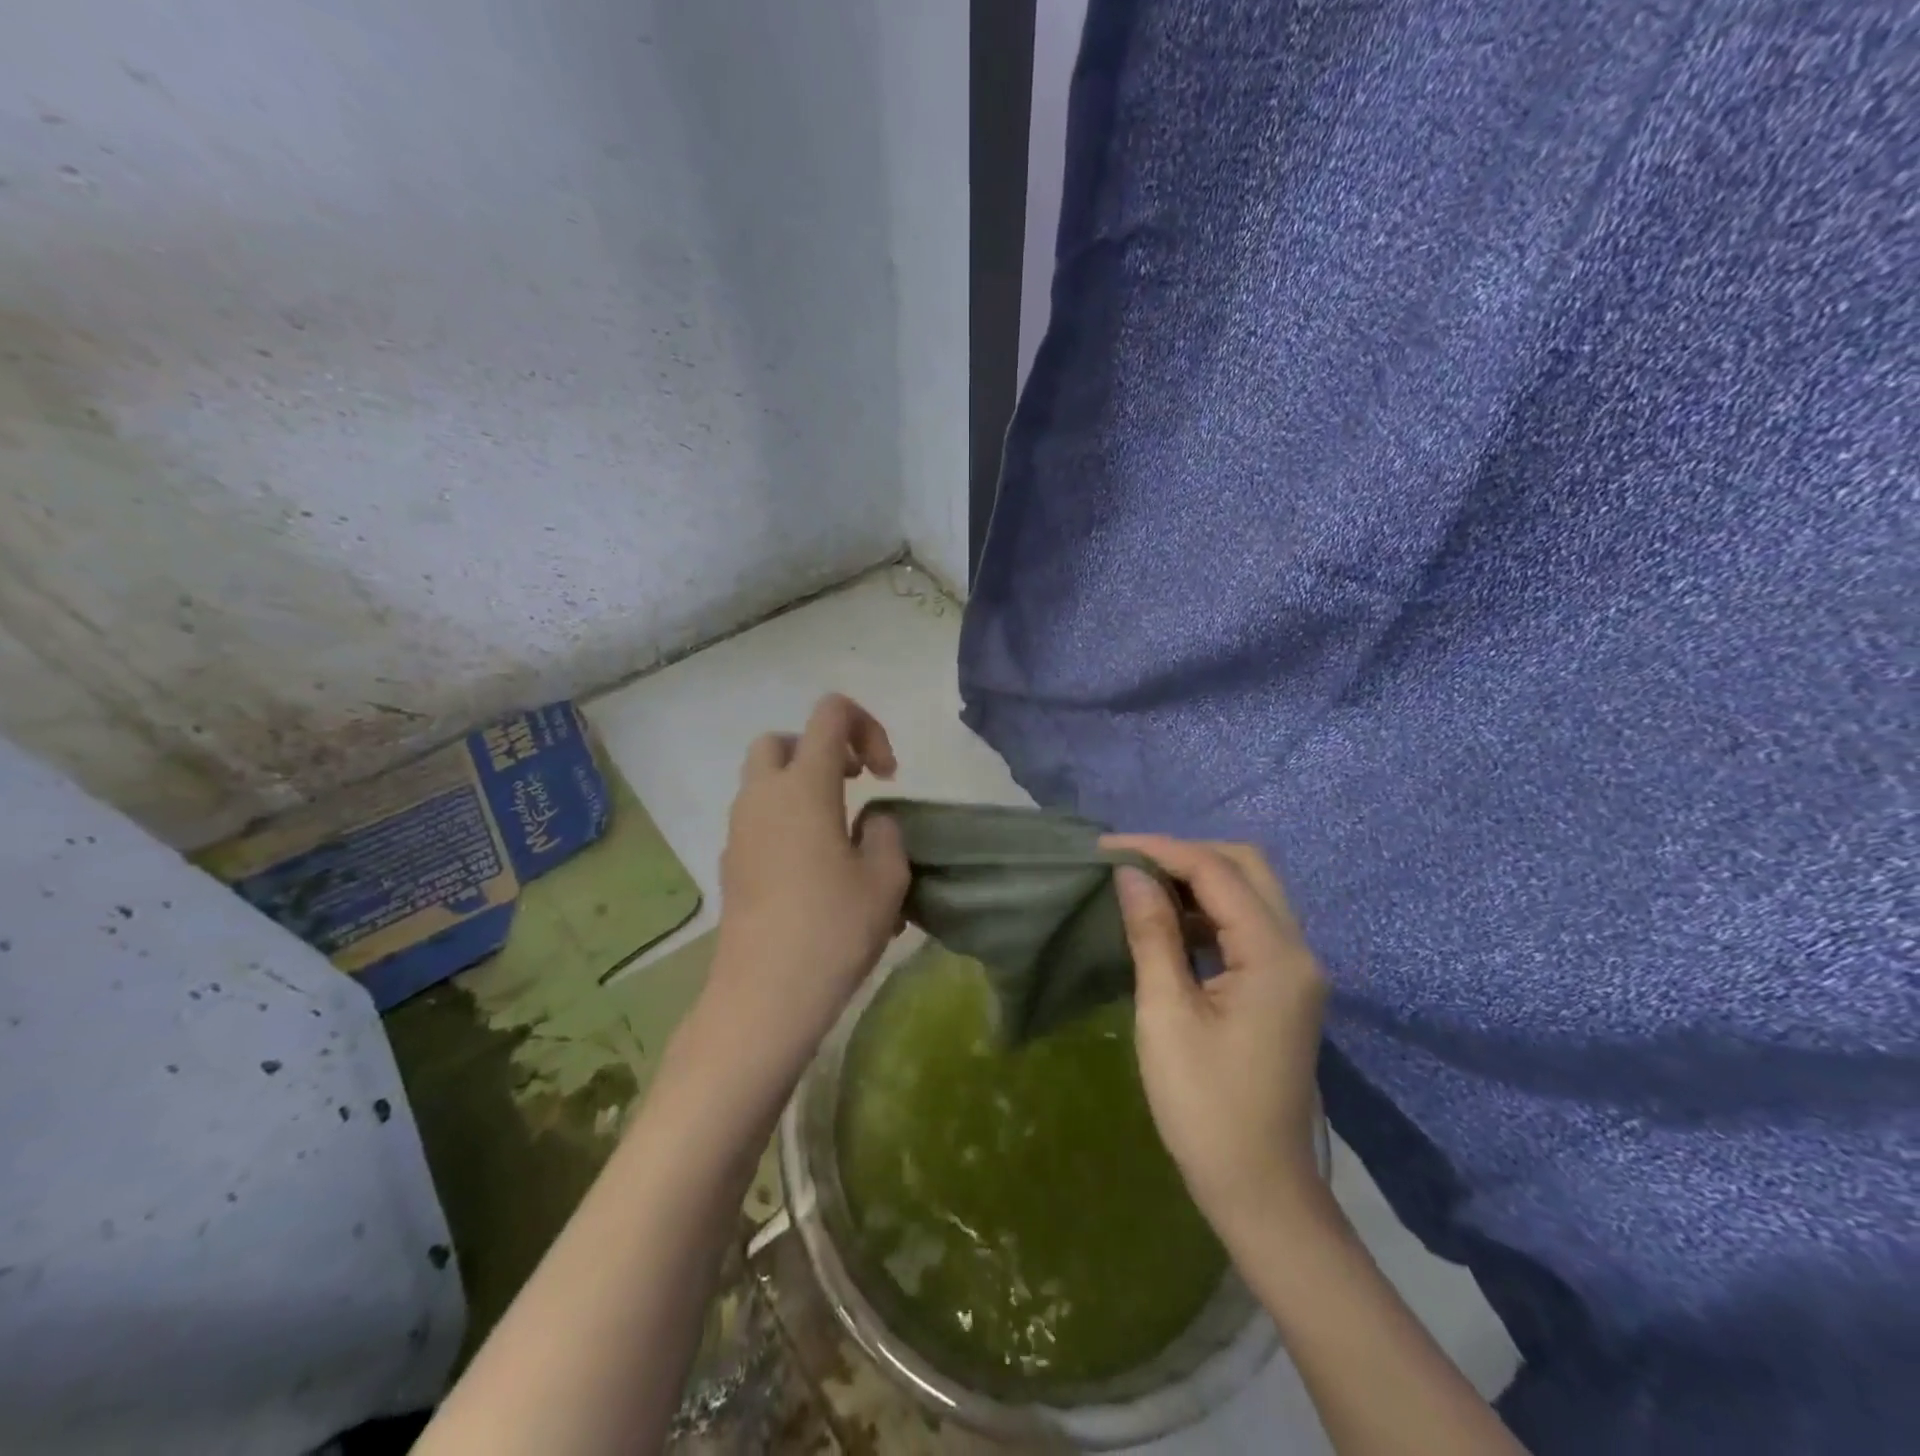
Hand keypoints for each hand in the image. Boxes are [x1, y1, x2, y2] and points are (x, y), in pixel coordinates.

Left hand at [704, 694, 909, 1083]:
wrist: (764, 996)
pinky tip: (815, 871)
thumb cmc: (833, 929)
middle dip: (821, 750)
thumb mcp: (886, 877)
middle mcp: (763, 797)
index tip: (886, 776)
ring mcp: (739, 831)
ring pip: (765, 782)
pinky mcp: (731, 864)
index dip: (867, 728)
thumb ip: (886, 831)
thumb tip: (869, 822)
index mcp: (803, 786)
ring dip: (803, 789)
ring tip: (841, 834)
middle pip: (783, 741)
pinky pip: (759, 820)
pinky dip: (787, 822)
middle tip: (853, 785)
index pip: (830, 714)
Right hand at [1104, 835, 1329, 1239]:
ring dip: (1196, 880)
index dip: (1161, 850)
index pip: (1217, 872)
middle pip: (1246, 867)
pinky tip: (1168, 923)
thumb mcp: (1167, 1014)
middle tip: (1128, 863)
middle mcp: (1297, 950)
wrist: (1259, 1189)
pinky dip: (1207, 911)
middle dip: (1185, 854)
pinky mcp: (1282, 987)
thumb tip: (1129, 873)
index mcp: (1275, 956)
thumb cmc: (1205, 1107)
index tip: (1107, 848)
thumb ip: (1152, 933)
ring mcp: (1295, 969)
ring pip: (1249, 892)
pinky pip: (1247, 925)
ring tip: (1139, 885)